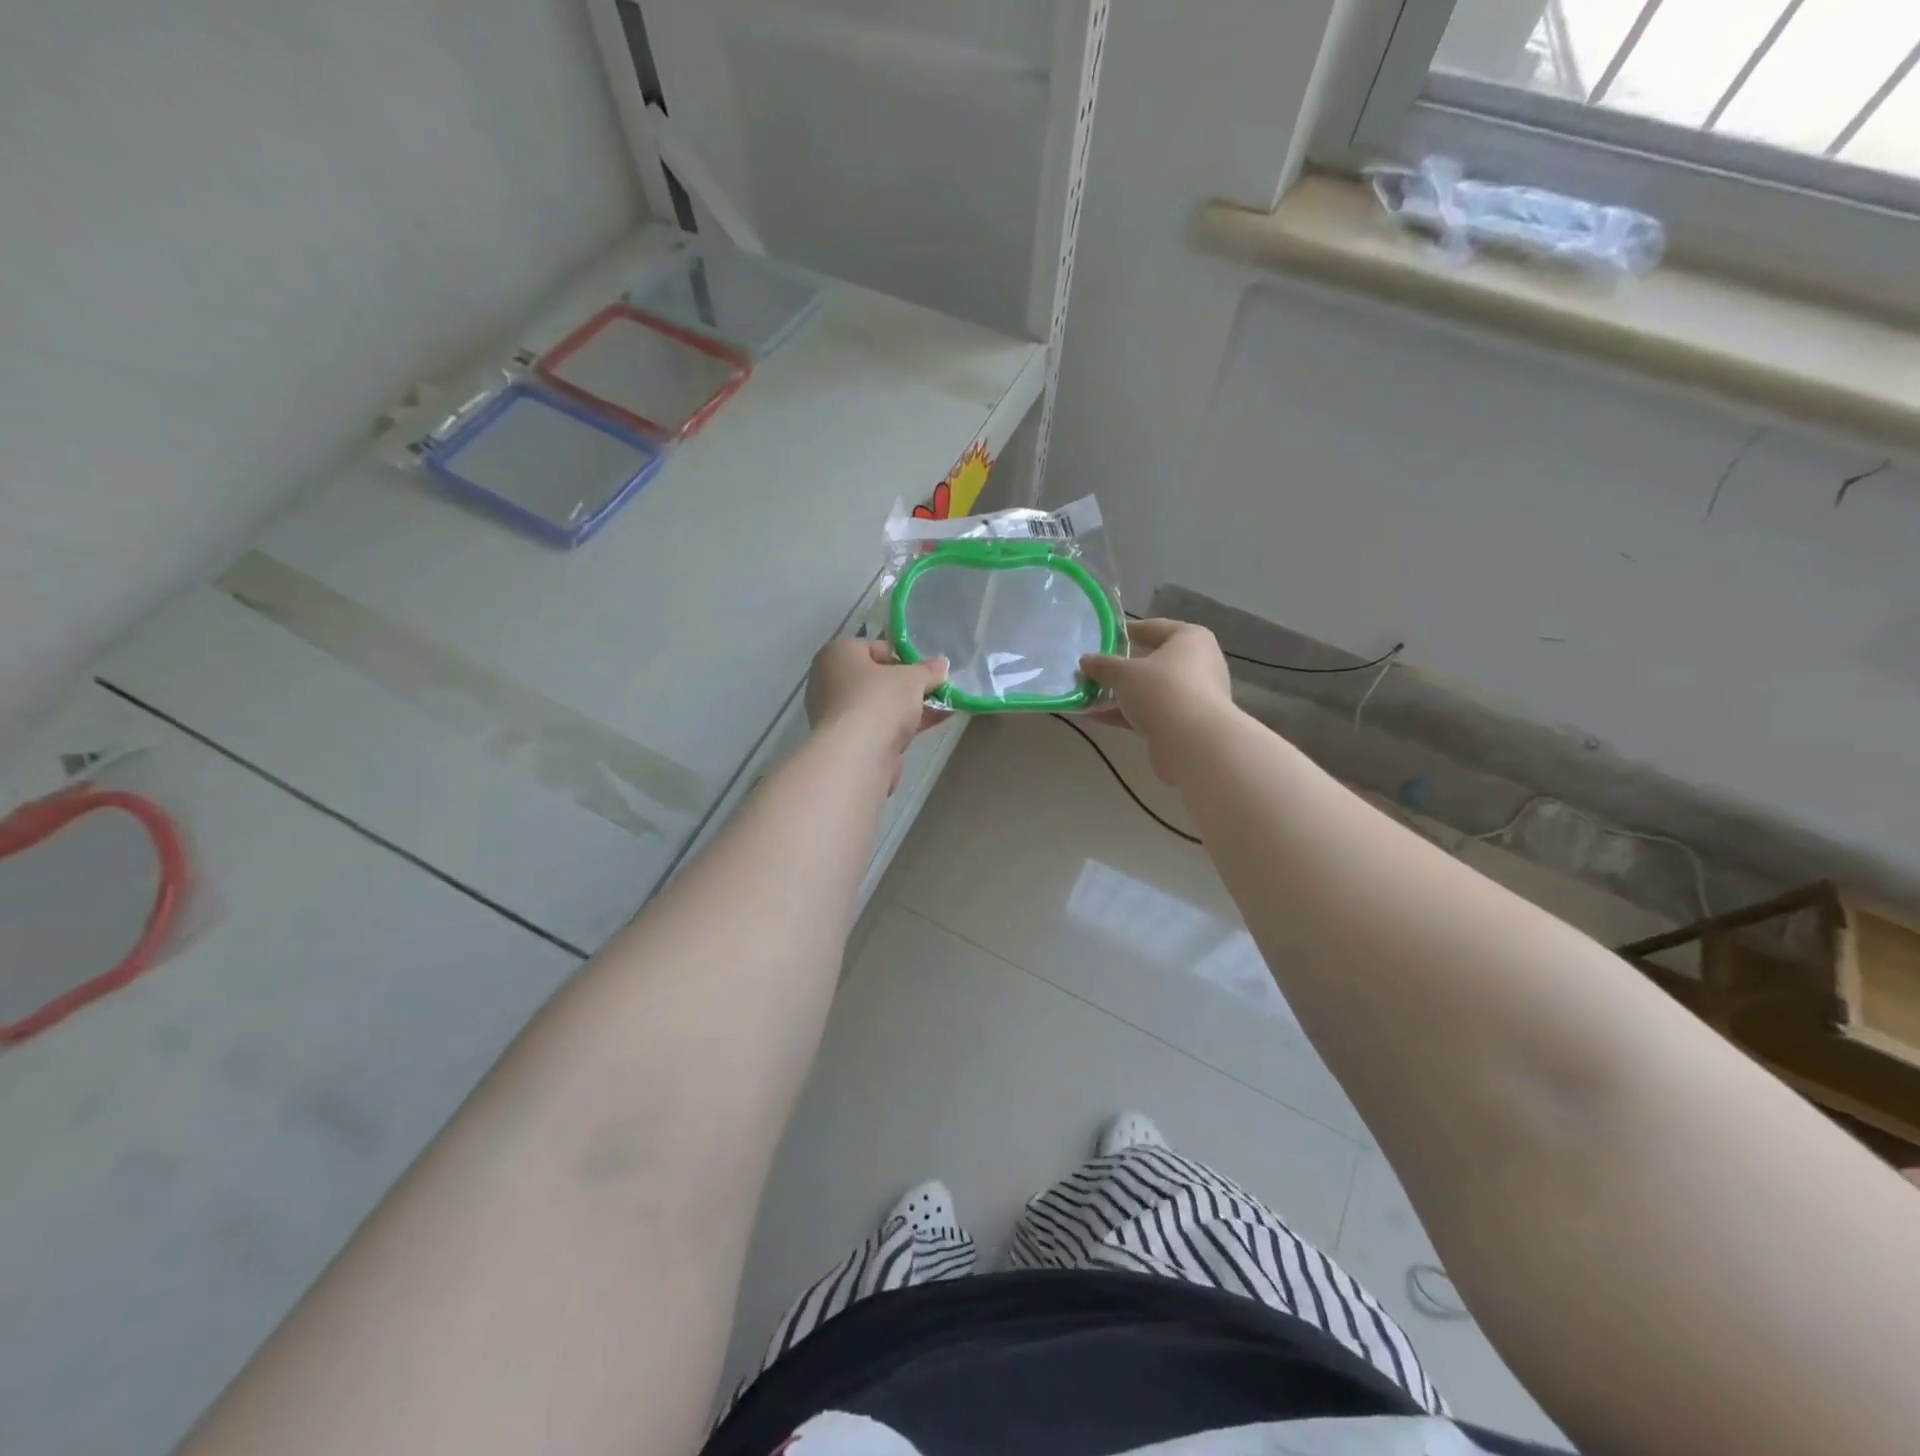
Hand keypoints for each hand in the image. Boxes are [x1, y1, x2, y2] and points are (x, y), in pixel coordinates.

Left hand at [806, 638, 948, 790]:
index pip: (874, 648)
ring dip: (911, 706)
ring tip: (945, 706)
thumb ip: (928, 670)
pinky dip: (904, 725)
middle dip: (909, 685)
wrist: (858, 756)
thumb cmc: (879, 700)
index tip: (927, 669)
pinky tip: (934, 723)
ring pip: (880, 705)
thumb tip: (941, 664)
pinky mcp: (848, 742)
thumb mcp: (912, 678)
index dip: (904, 656)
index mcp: (837, 655)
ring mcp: (837, 715)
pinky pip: (881, 727)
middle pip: (877, 679)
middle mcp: (830, 682)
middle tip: (936, 688)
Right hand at [1080, 619, 1234, 783]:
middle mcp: (1198, 663)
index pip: (1154, 628)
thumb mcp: (1125, 673)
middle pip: (1152, 661)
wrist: (1193, 742)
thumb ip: (1103, 665)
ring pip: (1150, 690)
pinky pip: (1151, 712)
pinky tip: (1096, 717)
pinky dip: (1126, 714)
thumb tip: (1085, 661)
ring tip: (1088, 696)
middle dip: (1120, 668)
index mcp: (1190, 639)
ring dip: (1120, 694)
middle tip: (1093, 670)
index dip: (1126, 632)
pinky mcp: (1185, 724)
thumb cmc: (1162, 690)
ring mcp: (1193, 696)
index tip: (1101, 638)